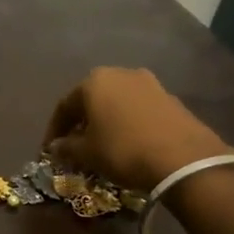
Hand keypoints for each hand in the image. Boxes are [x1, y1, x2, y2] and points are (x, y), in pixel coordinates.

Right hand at [43, 67, 233, 190]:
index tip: (49, 150)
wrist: (184, 159)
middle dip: (81, 122)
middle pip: (92, 99)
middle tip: (74, 144)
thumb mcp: (86, 153)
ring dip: (105, 121)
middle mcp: (120, 74)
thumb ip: (66, 147)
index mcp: (94, 82)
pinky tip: (128, 142)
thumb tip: (55, 147)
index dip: (54, 130)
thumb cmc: (123, 150)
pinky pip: (138, 109)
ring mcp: (149, 83)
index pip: (64, 106)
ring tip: (102, 144)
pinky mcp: (171, 98)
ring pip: (116, 103)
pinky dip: (127, 123)